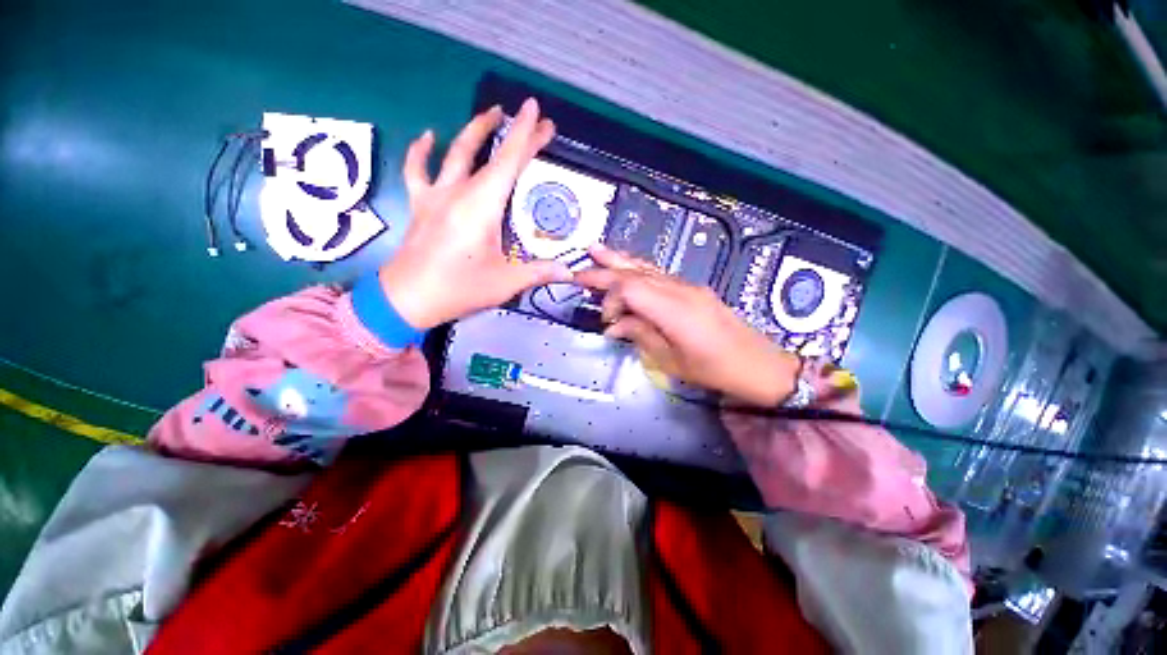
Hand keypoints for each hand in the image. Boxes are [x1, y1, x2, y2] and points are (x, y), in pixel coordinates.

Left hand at [378, 99, 571, 329]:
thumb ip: (539, 272)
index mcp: (482, 206)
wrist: (407, 299)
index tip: (538, 112)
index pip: (509, 162)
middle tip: (532, 119)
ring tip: (491, 114)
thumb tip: (569, 272)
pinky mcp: (421, 205)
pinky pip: (417, 170)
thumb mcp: (506, 282)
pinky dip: (422, 151)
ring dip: (474, 130)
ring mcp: (435, 196)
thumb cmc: (459, 289)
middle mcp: (458, 192)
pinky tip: (429, 136)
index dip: (526, 136)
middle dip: (513, 133)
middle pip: (488, 154)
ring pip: (454, 152)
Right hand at [574, 244, 801, 405]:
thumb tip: (613, 326)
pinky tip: (627, 266)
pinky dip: (638, 269)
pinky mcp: (692, 289)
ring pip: (647, 268)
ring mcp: (687, 286)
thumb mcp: (671, 360)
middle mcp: (679, 289)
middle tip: (580, 269)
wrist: (758, 364)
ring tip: (597, 250)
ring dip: (620, 261)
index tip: (606, 321)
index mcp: (673, 309)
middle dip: (605, 269)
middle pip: (635, 272)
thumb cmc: (714, 369)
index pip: (630, 287)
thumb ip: (639, 335)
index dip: (610, 298)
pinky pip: (659, 274)